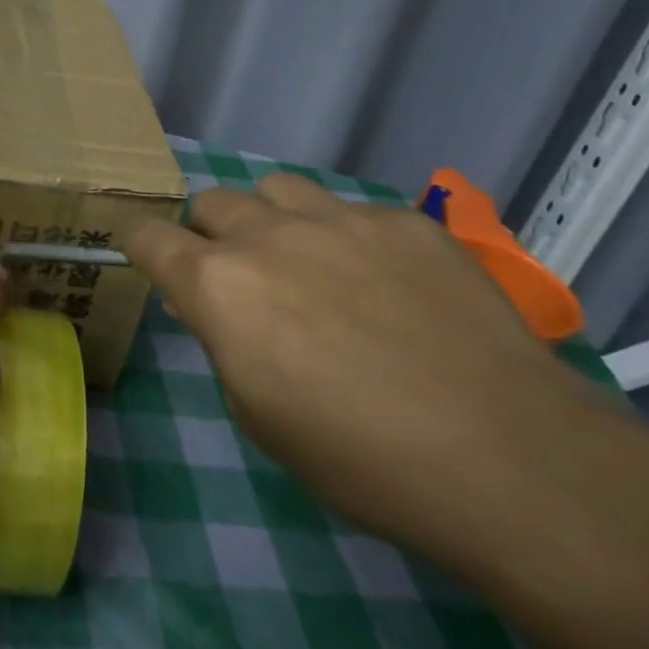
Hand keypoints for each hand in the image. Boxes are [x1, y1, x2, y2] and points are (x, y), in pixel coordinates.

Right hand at [122, 174, 610, 568]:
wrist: (507, 458)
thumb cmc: (362, 459)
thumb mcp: (260, 415)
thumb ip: (225, 341)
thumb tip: (219, 308)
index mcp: (219, 286)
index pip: (148, 236)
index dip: (141, 244)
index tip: (149, 257)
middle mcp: (267, 235)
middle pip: (212, 202)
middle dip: (212, 233)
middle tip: (243, 277)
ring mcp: (339, 218)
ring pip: (277, 189)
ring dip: (274, 219)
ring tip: (308, 261)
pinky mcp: (403, 220)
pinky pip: (354, 211)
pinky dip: (349, 239)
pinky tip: (391, 287)